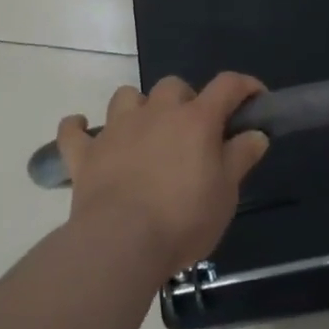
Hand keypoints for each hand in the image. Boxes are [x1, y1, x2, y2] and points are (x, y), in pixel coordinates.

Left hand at [57, 73, 269, 274]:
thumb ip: (240, 157)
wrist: (121, 243)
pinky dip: (78, 129)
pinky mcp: (85, 154)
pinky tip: (83, 132)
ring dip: (138, 107)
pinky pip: (73, 131)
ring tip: (144, 131)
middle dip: (186, 100)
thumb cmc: (183, 218)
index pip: (226, 85)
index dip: (244, 85)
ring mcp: (116, 129)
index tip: (256, 97)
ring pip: (126, 97)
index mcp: (195, 120)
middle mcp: (156, 113)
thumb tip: (255, 133)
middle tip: (193, 131)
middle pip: (173, 86)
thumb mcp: (226, 193)